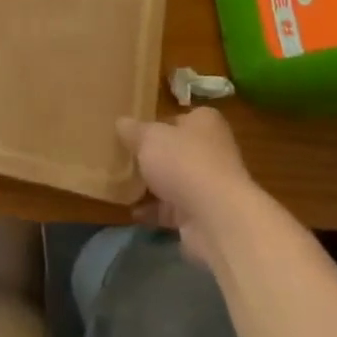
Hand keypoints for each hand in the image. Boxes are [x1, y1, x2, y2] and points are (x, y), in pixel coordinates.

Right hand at [118, 108, 254, 268]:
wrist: (216, 218)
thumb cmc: (183, 162)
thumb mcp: (149, 137)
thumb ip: (133, 130)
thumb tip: (121, 122)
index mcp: (204, 123)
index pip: (178, 118)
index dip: (155, 124)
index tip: (132, 133)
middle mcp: (212, 151)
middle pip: (176, 150)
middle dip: (152, 157)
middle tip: (123, 158)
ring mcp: (209, 185)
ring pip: (174, 181)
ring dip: (152, 186)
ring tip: (122, 185)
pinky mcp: (203, 215)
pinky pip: (173, 210)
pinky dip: (154, 211)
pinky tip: (133, 212)